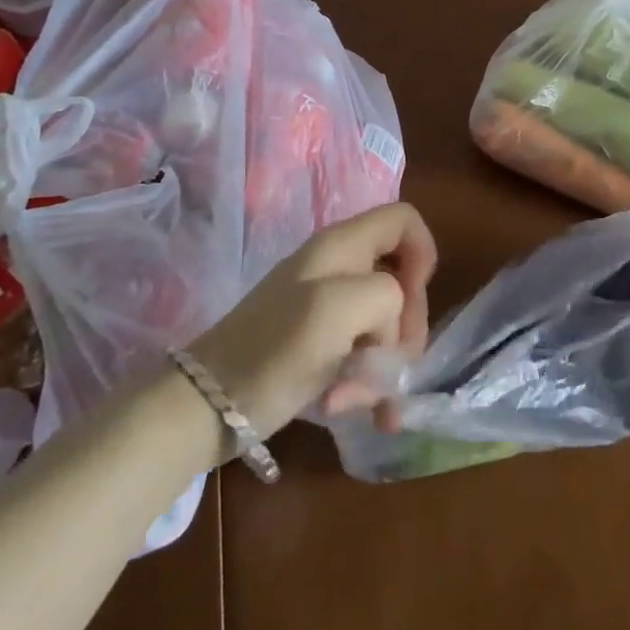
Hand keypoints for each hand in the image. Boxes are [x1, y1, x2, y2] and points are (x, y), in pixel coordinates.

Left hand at [187, 203, 436, 442]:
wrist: (206, 406)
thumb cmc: (274, 349)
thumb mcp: (338, 308)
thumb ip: (385, 296)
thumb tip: (390, 324)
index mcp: (344, 245)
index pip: (404, 220)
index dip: (423, 254)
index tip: (412, 300)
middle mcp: (340, 268)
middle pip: (402, 281)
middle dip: (405, 329)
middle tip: (392, 369)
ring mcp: (328, 307)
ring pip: (387, 325)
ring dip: (386, 367)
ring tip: (367, 404)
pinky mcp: (320, 344)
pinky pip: (364, 355)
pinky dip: (367, 383)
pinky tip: (355, 410)